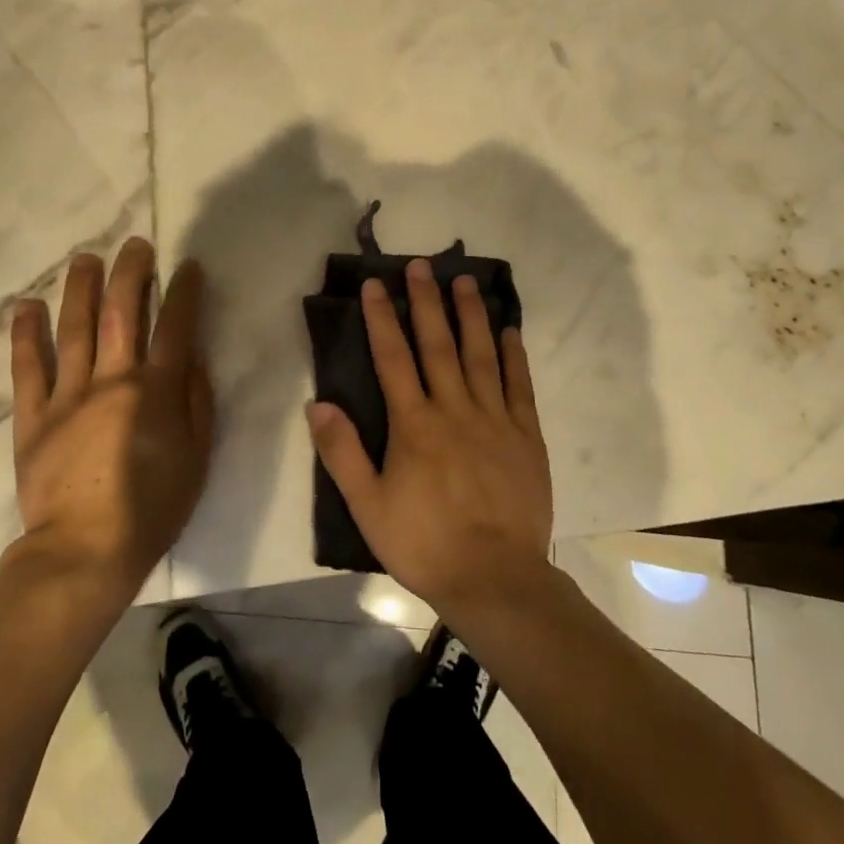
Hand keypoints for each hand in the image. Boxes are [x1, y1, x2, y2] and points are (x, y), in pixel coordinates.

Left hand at [7, 238, 213, 594]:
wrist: (84, 553)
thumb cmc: (153, 507)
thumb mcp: (197, 456)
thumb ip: (197, 401)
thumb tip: (192, 358)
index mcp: (156, 390)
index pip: (175, 326)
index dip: (184, 291)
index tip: (188, 266)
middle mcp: (112, 379)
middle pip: (122, 312)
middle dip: (131, 272)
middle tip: (135, 245)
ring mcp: (68, 395)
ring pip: (75, 329)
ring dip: (81, 288)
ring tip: (85, 258)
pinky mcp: (33, 417)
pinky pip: (27, 368)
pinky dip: (25, 335)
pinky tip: (26, 305)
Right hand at [306, 257, 552, 619]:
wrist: (494, 578)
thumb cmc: (424, 543)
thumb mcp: (368, 506)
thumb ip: (342, 452)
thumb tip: (317, 404)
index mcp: (414, 424)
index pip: (393, 358)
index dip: (383, 318)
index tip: (377, 284)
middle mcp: (454, 409)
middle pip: (438, 344)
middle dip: (427, 302)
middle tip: (422, 265)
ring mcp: (495, 419)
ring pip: (481, 355)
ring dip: (472, 316)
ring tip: (466, 281)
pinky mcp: (526, 436)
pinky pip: (520, 386)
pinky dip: (514, 356)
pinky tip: (509, 331)